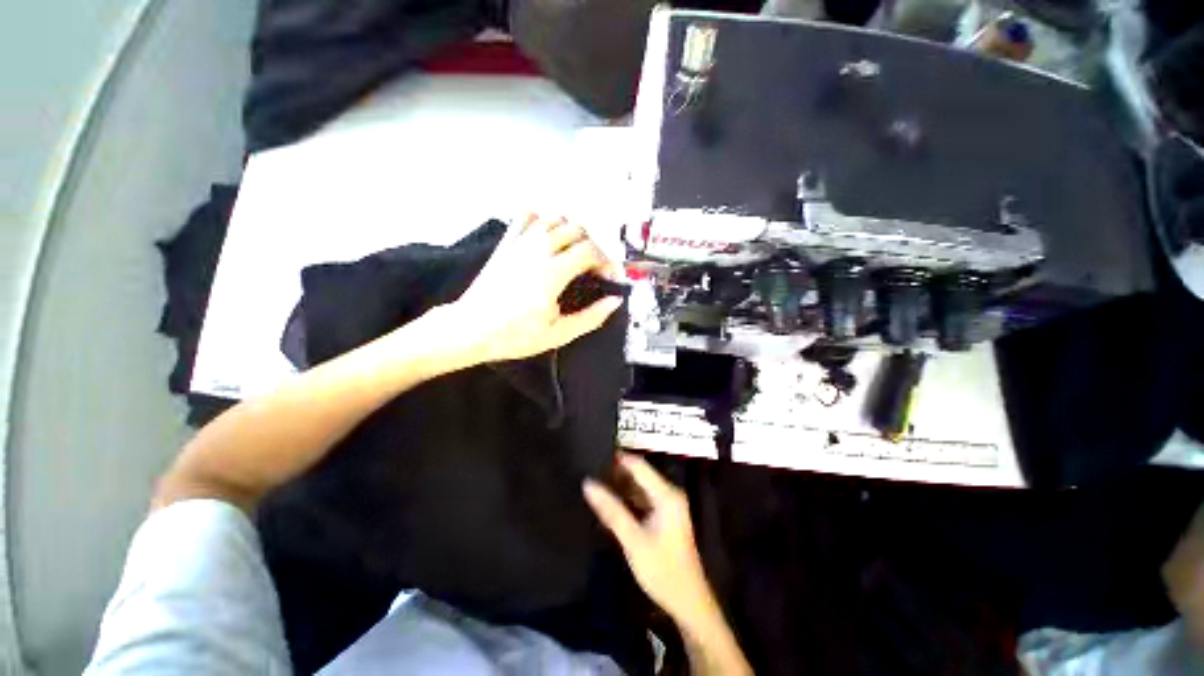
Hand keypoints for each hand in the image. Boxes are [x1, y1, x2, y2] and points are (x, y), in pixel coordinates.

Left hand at [451, 214, 623, 362]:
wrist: (470, 329)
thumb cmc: (514, 335)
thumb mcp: (558, 334)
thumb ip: (591, 317)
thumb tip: (615, 301)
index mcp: (552, 273)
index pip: (591, 251)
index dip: (607, 262)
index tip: (610, 278)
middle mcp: (538, 250)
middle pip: (577, 230)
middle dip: (594, 247)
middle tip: (594, 268)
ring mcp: (520, 242)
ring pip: (556, 218)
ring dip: (572, 231)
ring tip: (575, 252)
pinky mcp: (507, 242)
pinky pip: (526, 214)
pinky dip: (542, 217)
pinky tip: (547, 234)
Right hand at [583, 453, 717, 624]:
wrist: (687, 603)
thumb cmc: (662, 570)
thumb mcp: (633, 540)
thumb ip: (611, 510)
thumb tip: (588, 484)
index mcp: (667, 494)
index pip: (638, 465)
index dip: (617, 458)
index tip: (594, 454)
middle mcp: (669, 494)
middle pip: (639, 474)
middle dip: (615, 472)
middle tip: (589, 469)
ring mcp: (667, 505)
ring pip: (639, 487)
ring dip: (619, 486)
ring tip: (594, 482)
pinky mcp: (663, 517)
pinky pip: (641, 500)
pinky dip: (626, 499)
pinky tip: (608, 502)